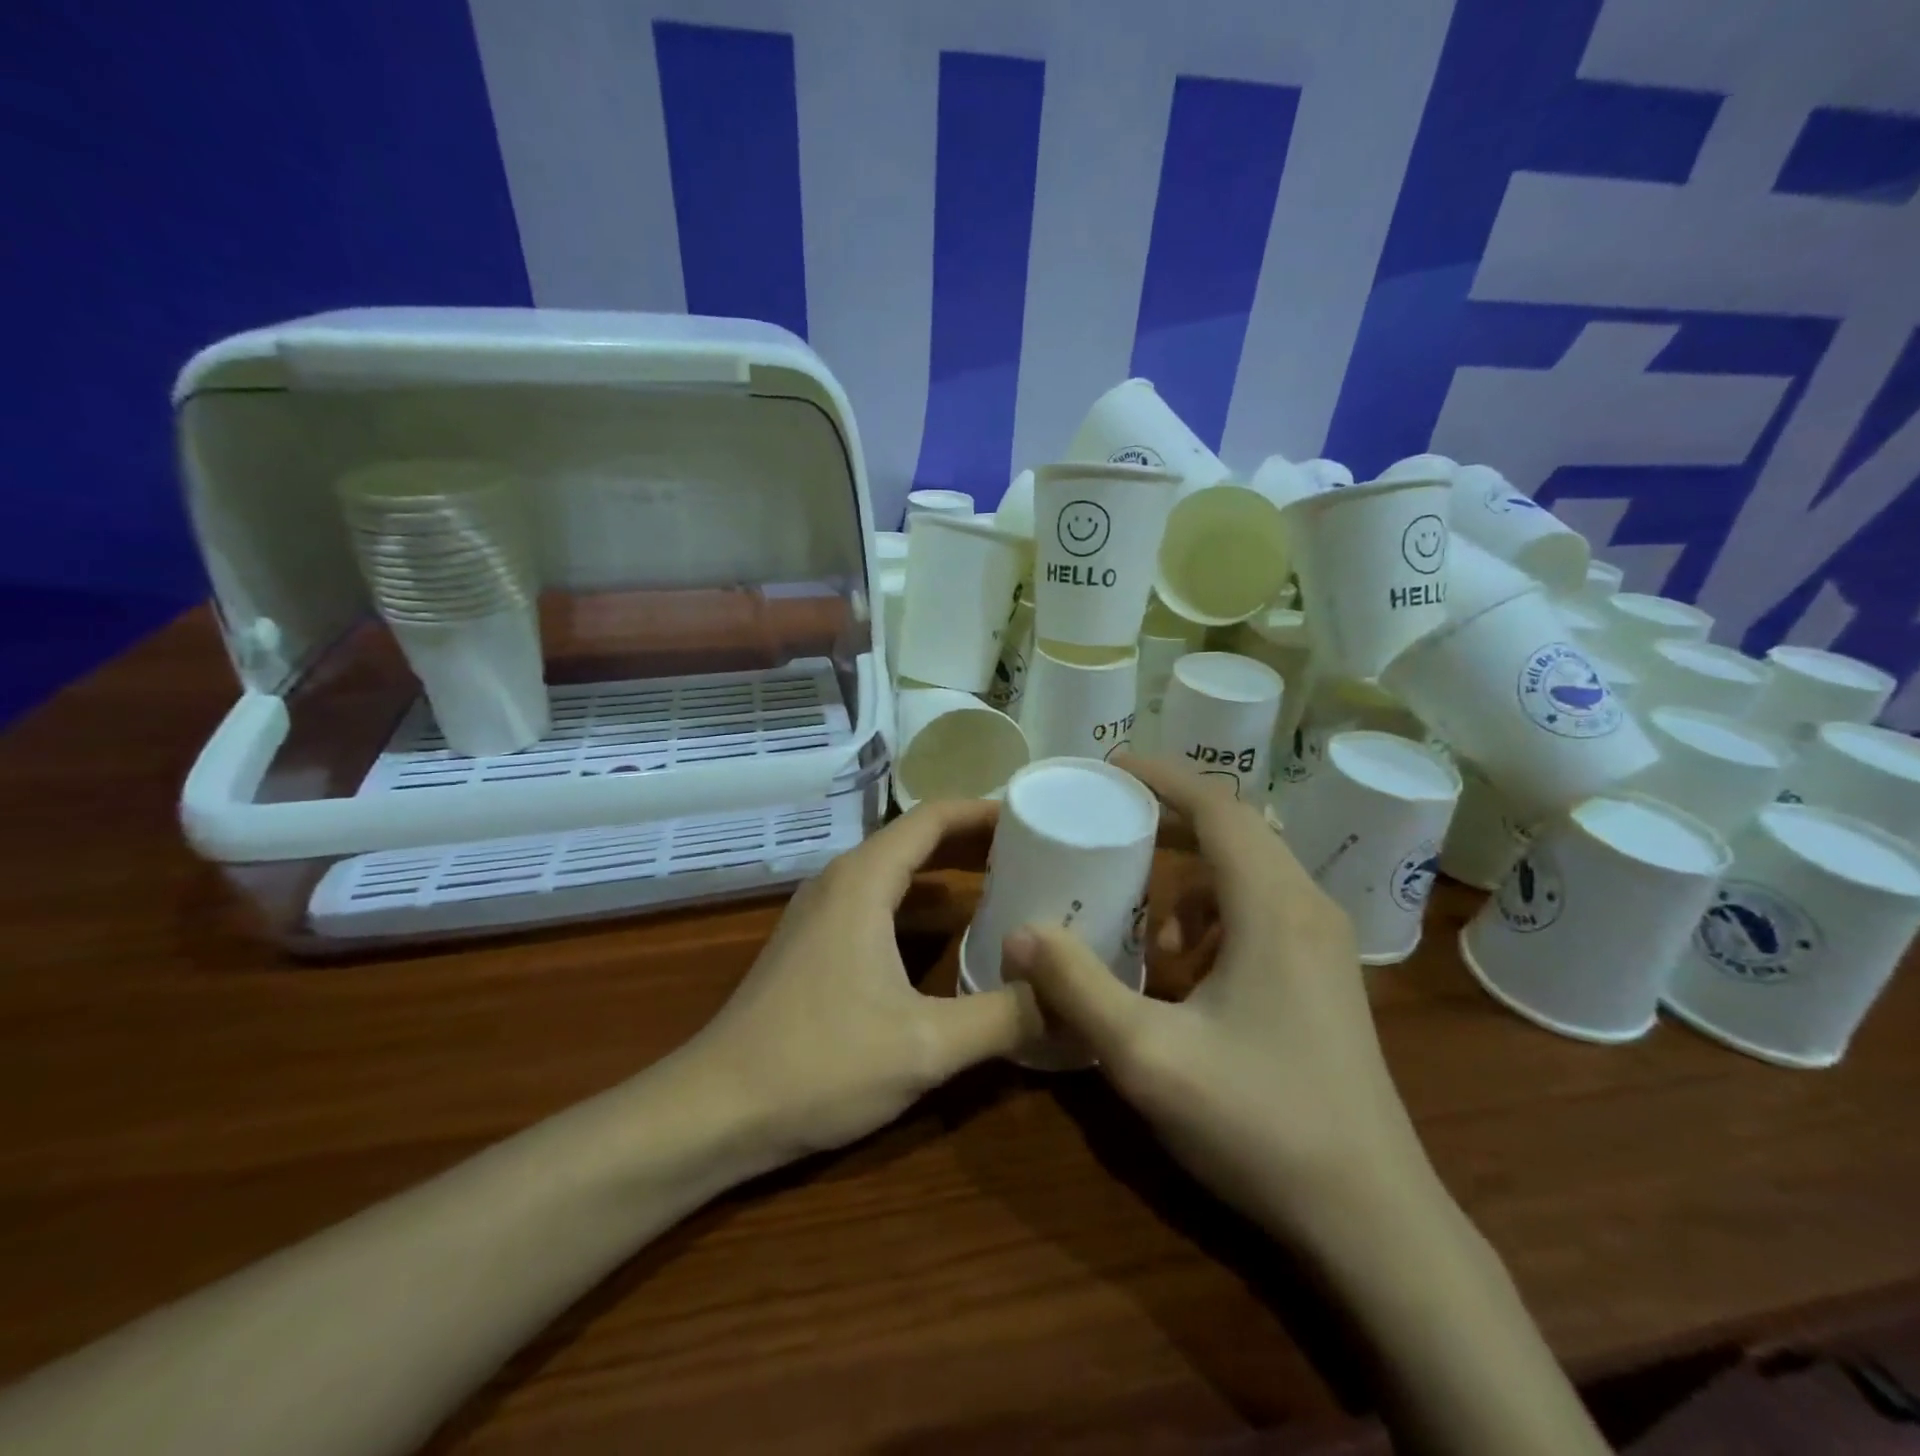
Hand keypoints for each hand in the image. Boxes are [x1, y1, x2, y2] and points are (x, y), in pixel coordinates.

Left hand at [691, 799, 1041, 1161]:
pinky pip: (878, 904)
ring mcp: (821, 914)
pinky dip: (920, 907)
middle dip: (974, 842)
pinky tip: (951, 939)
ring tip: (1006, 888)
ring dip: (947, 875)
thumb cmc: (820, 1064)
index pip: (933, 818)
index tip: (1033, 817)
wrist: (715, 1110)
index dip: (984, 812)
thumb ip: (1005, 1017)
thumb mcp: (927, 1045)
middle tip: (1036, 853)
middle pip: (915, 840)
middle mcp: (840, 882)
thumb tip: (1069, 1000)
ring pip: (895, 874)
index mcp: (864, 881)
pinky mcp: (814, 945)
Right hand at [1003, 757, 1434, 1242]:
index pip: (1218, 808)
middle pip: (1235, 831)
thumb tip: (1020, 933)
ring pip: (1249, 873)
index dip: (1163, 778)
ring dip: (1191, 882)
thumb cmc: (1260, 1124)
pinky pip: (1263, 910)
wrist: (1372, 1217)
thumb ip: (1077, 987)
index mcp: (1273, 907)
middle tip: (1109, 828)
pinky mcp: (1327, 976)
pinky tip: (1188, 974)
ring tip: (1147, 932)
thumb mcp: (1147, 1056)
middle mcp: (1307, 908)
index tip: (1110, 767)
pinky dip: (1215, 917)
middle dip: (1168, 822)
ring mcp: (1324, 943)